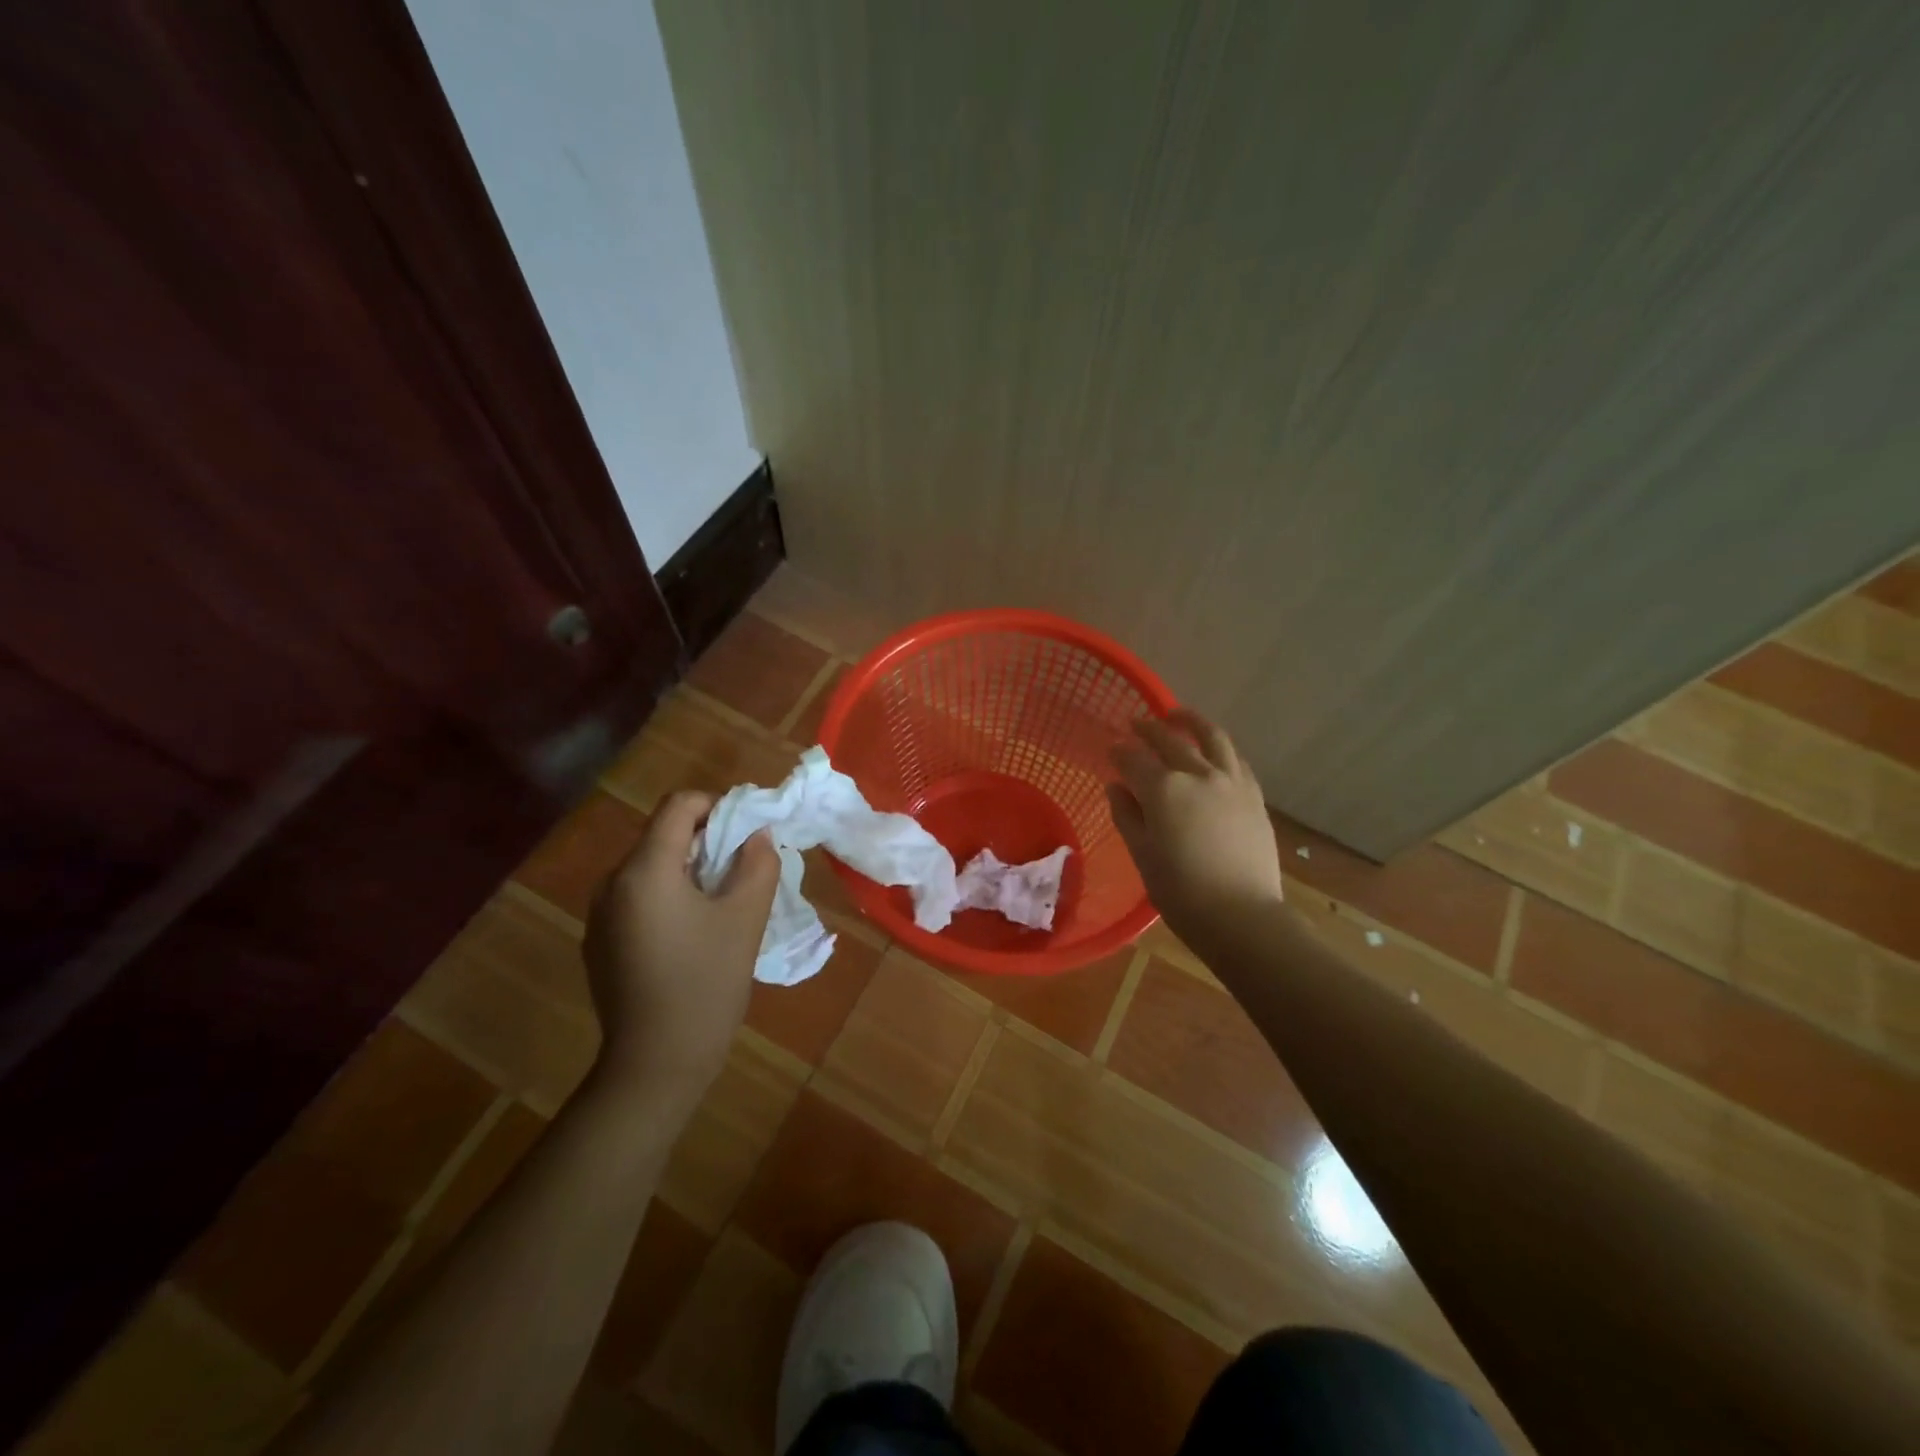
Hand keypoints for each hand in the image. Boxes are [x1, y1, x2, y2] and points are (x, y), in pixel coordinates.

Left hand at [582, 790, 779, 1106]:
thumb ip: (757, 864)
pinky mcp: (599, 941)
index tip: (748, 834)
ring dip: (689, 870)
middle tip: (743, 871)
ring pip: (651, 868)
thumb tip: (756, 835)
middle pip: (663, 835)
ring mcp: (600, 914)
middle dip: (707, 840)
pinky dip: (669, 897)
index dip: (718, 806)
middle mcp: (612, 882)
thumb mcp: (745, 918)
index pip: (678, 805)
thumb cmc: (705, 984)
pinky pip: (638, 898)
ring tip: (722, 905)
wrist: (655, 1064)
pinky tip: (691, 936)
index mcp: (645, 869)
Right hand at [1107, 710, 1283, 937]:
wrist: (1243, 917)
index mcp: (1164, 790)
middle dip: (1150, 728)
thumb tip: (1118, 788)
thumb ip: (1127, 816)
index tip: (1110, 750)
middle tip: (1136, 723)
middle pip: (1171, 740)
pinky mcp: (1254, 796)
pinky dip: (1218, 747)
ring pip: (1212, 737)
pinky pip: (1234, 759)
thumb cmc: (1182, 892)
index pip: (1134, 759)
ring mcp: (1231, 782)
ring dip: (1192, 722)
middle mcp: (1198, 775)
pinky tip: (1212, 751)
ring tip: (1179, 716)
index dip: (1119, 752)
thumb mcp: (1143, 855)